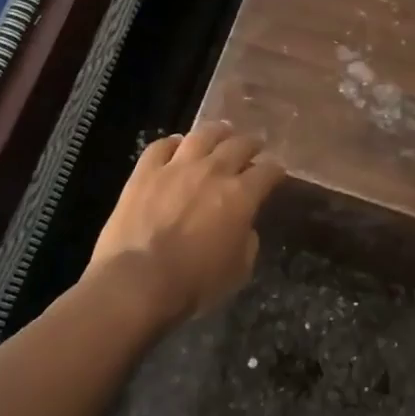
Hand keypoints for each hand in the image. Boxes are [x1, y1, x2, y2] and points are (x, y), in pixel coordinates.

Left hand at [88, 120, 284, 325]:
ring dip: (216, 132)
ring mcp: (176, 167)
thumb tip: (244, 227)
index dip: (275, 170)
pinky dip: (171, 143)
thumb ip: (247, 241)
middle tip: (254, 145)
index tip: (277, 172)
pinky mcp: (145, 172)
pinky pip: (160, 146)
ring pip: (202, 135)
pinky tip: (176, 145)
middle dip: (251, 144)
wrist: (138, 282)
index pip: (268, 171)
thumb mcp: (238, 271)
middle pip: (238, 145)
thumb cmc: (194, 283)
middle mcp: (213, 171)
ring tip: (221, 132)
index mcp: (241, 195)